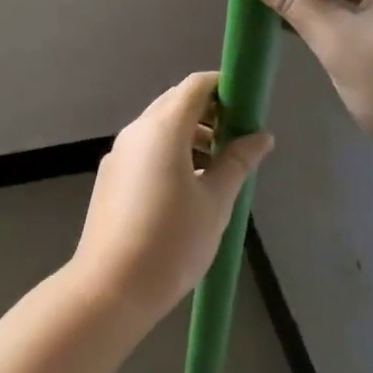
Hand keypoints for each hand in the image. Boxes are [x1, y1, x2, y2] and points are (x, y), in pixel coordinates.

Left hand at [69, 72, 274, 328]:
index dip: (222, 87)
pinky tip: (187, 187)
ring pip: (159, 126)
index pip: (195, 86)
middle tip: (238, 140)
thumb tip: (261, 136)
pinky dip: (169, 151)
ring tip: (218, 169)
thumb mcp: (215, 202)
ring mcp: (119, 152)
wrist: (110, 286)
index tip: (247, 107)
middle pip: (175, 102)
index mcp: (162, 128)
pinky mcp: (111, 175)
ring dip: (190, 135)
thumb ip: (237, 162)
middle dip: (208, 113)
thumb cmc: (172, 241)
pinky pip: (145, 148)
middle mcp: (137, 130)